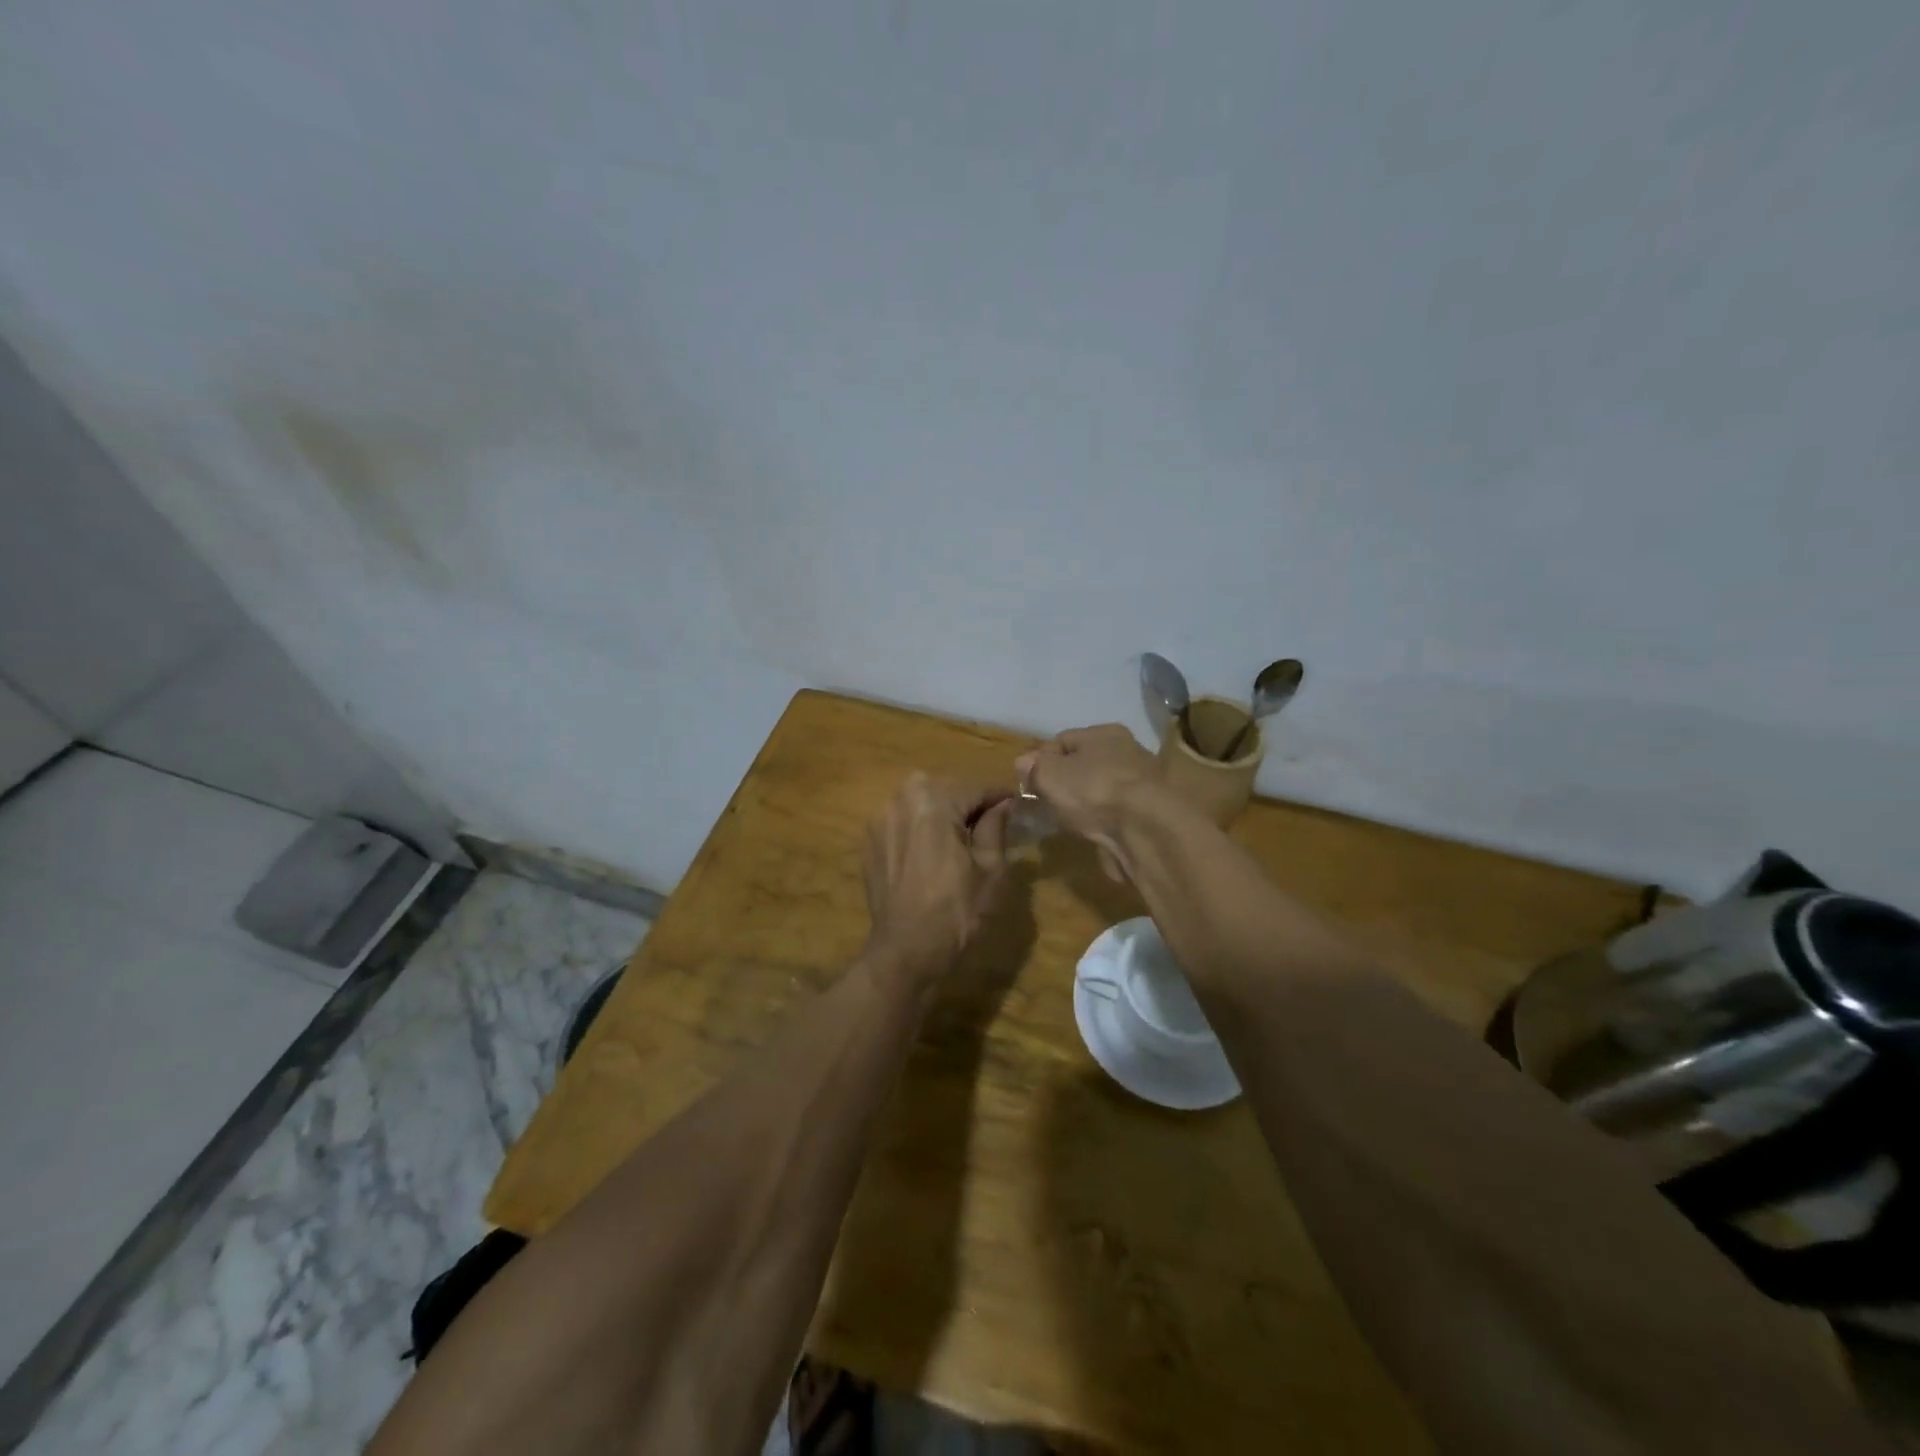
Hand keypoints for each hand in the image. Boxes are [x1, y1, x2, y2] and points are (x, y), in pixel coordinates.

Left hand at [862, 774, 1013, 983]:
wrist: (906, 951)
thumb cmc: (955, 910)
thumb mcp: (990, 868)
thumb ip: (995, 827)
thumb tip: (1003, 804)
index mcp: (932, 798)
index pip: (975, 788)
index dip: (999, 797)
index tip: (1016, 804)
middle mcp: (899, 798)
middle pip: (945, 792)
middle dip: (968, 804)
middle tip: (991, 825)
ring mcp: (878, 819)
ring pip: (921, 805)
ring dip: (942, 815)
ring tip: (961, 841)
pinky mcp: (868, 841)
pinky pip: (902, 823)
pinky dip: (919, 830)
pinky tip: (932, 855)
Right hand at [1015, 725, 1162, 880]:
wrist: (1145, 830)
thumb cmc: (1093, 790)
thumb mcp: (1050, 774)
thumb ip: (1034, 767)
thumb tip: (1023, 762)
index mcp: (1105, 733)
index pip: (1063, 740)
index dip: (1040, 759)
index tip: (1026, 781)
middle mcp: (1128, 751)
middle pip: (1083, 764)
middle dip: (1062, 782)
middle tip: (1043, 802)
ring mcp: (1140, 784)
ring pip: (1098, 789)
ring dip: (1082, 802)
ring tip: (1064, 819)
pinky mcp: (1147, 814)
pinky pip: (1112, 812)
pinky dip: (1100, 819)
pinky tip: (1089, 831)